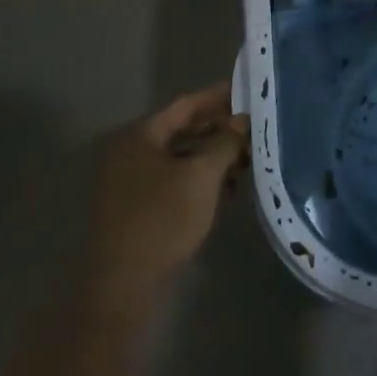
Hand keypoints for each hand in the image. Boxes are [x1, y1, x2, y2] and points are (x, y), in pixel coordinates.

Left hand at [85, 84, 247, 312]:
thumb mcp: (201, 175)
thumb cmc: (162, 219)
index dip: (218, 96)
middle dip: (218, 127)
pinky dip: (199, 177)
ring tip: (245, 157)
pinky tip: (226, 188)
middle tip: (252, 126)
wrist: (124, 285)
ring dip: (211, 154)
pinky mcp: (137, 207)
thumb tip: (241, 121)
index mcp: (140, 136)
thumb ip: (224, 142)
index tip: (246, 90)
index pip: (185, 104)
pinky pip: (174, 178)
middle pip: (182, 129)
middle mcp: (131, 152)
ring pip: (179, 156)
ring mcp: (130, 181)